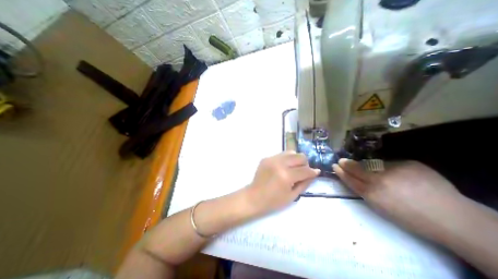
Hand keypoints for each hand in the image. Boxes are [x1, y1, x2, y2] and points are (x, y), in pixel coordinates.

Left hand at [244, 152, 318, 214]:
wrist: (254, 197)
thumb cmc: (274, 201)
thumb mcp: (292, 196)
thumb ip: (304, 183)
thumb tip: (314, 173)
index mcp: (286, 176)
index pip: (305, 170)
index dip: (313, 172)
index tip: (316, 172)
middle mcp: (279, 164)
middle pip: (299, 156)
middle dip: (305, 163)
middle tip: (303, 171)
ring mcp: (272, 159)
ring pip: (291, 152)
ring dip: (295, 159)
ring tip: (293, 168)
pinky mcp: (266, 158)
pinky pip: (281, 155)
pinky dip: (286, 160)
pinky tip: (283, 167)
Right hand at [332, 160, 460, 236]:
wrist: (452, 218)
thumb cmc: (411, 217)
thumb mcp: (381, 208)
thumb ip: (365, 191)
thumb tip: (358, 177)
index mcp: (372, 193)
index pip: (350, 179)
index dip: (341, 172)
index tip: (335, 166)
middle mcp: (379, 179)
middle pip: (357, 169)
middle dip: (347, 164)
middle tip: (341, 161)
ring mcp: (394, 169)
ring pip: (374, 165)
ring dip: (372, 168)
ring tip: (383, 177)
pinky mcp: (409, 163)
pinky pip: (393, 164)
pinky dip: (393, 169)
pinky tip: (404, 178)